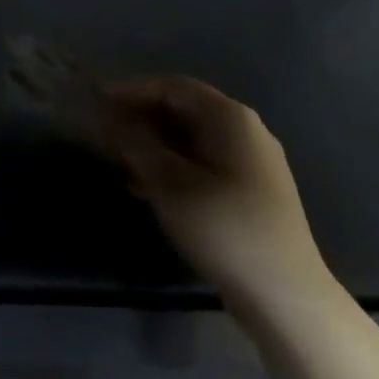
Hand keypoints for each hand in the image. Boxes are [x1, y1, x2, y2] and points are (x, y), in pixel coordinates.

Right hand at [98, 76, 328, 304]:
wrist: (282, 291)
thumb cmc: (222, 226)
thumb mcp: (168, 182)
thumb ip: (136, 144)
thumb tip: (111, 119)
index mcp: (229, 119)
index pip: (173, 87)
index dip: (131, 90)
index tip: (96, 100)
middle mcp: (245, 131)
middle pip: (183, 110)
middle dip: (140, 118)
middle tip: (103, 132)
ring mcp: (251, 162)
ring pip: (191, 138)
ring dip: (152, 144)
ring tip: (118, 163)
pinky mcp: (249, 190)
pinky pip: (202, 162)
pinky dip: (170, 165)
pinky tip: (145, 188)